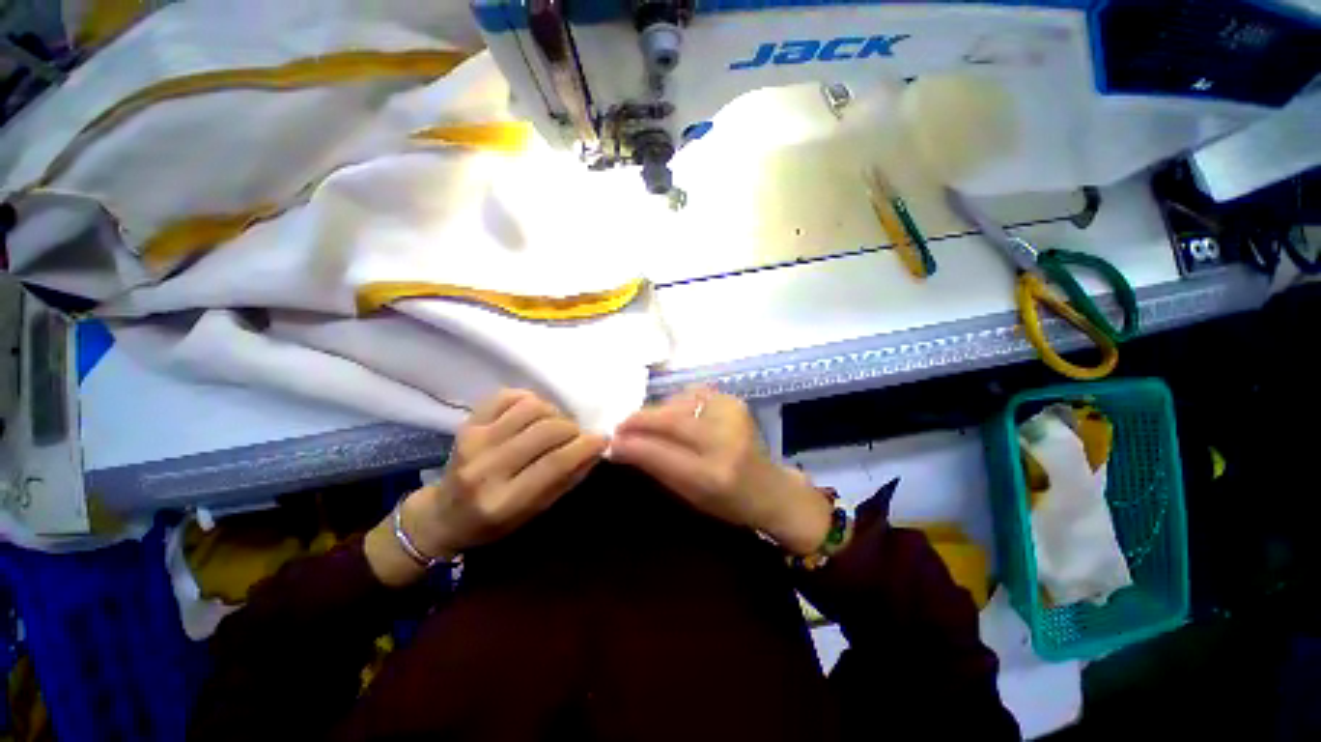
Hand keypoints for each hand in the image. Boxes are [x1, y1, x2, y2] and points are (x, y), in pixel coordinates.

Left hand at [366, 389, 606, 585]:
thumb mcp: (536, 512)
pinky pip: (508, 395)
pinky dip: (529, 399)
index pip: (555, 463)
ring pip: (530, 408)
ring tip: (554, 425)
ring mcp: (473, 440)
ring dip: (553, 413)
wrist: (444, 515)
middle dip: (572, 429)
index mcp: (503, 501)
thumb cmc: (495, 522)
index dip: (586, 446)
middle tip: (577, 435)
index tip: (602, 438)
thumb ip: (567, 479)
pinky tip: (534, 414)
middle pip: (545, 431)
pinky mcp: (467, 423)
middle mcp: (485, 468)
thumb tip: (596, 447)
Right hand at [611, 388, 831, 555]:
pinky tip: (673, 414)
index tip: (611, 442)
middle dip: (639, 420)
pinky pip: (692, 395)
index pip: (662, 453)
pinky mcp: (734, 402)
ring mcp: (732, 416)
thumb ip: (655, 468)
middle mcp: (724, 441)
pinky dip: (676, 403)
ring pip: (678, 403)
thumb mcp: (689, 496)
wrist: (770, 487)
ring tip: (646, 423)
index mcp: (713, 475)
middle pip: (670, 420)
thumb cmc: (727, 502)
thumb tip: (621, 447)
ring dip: (657, 412)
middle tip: (620, 426)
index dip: (632, 445)